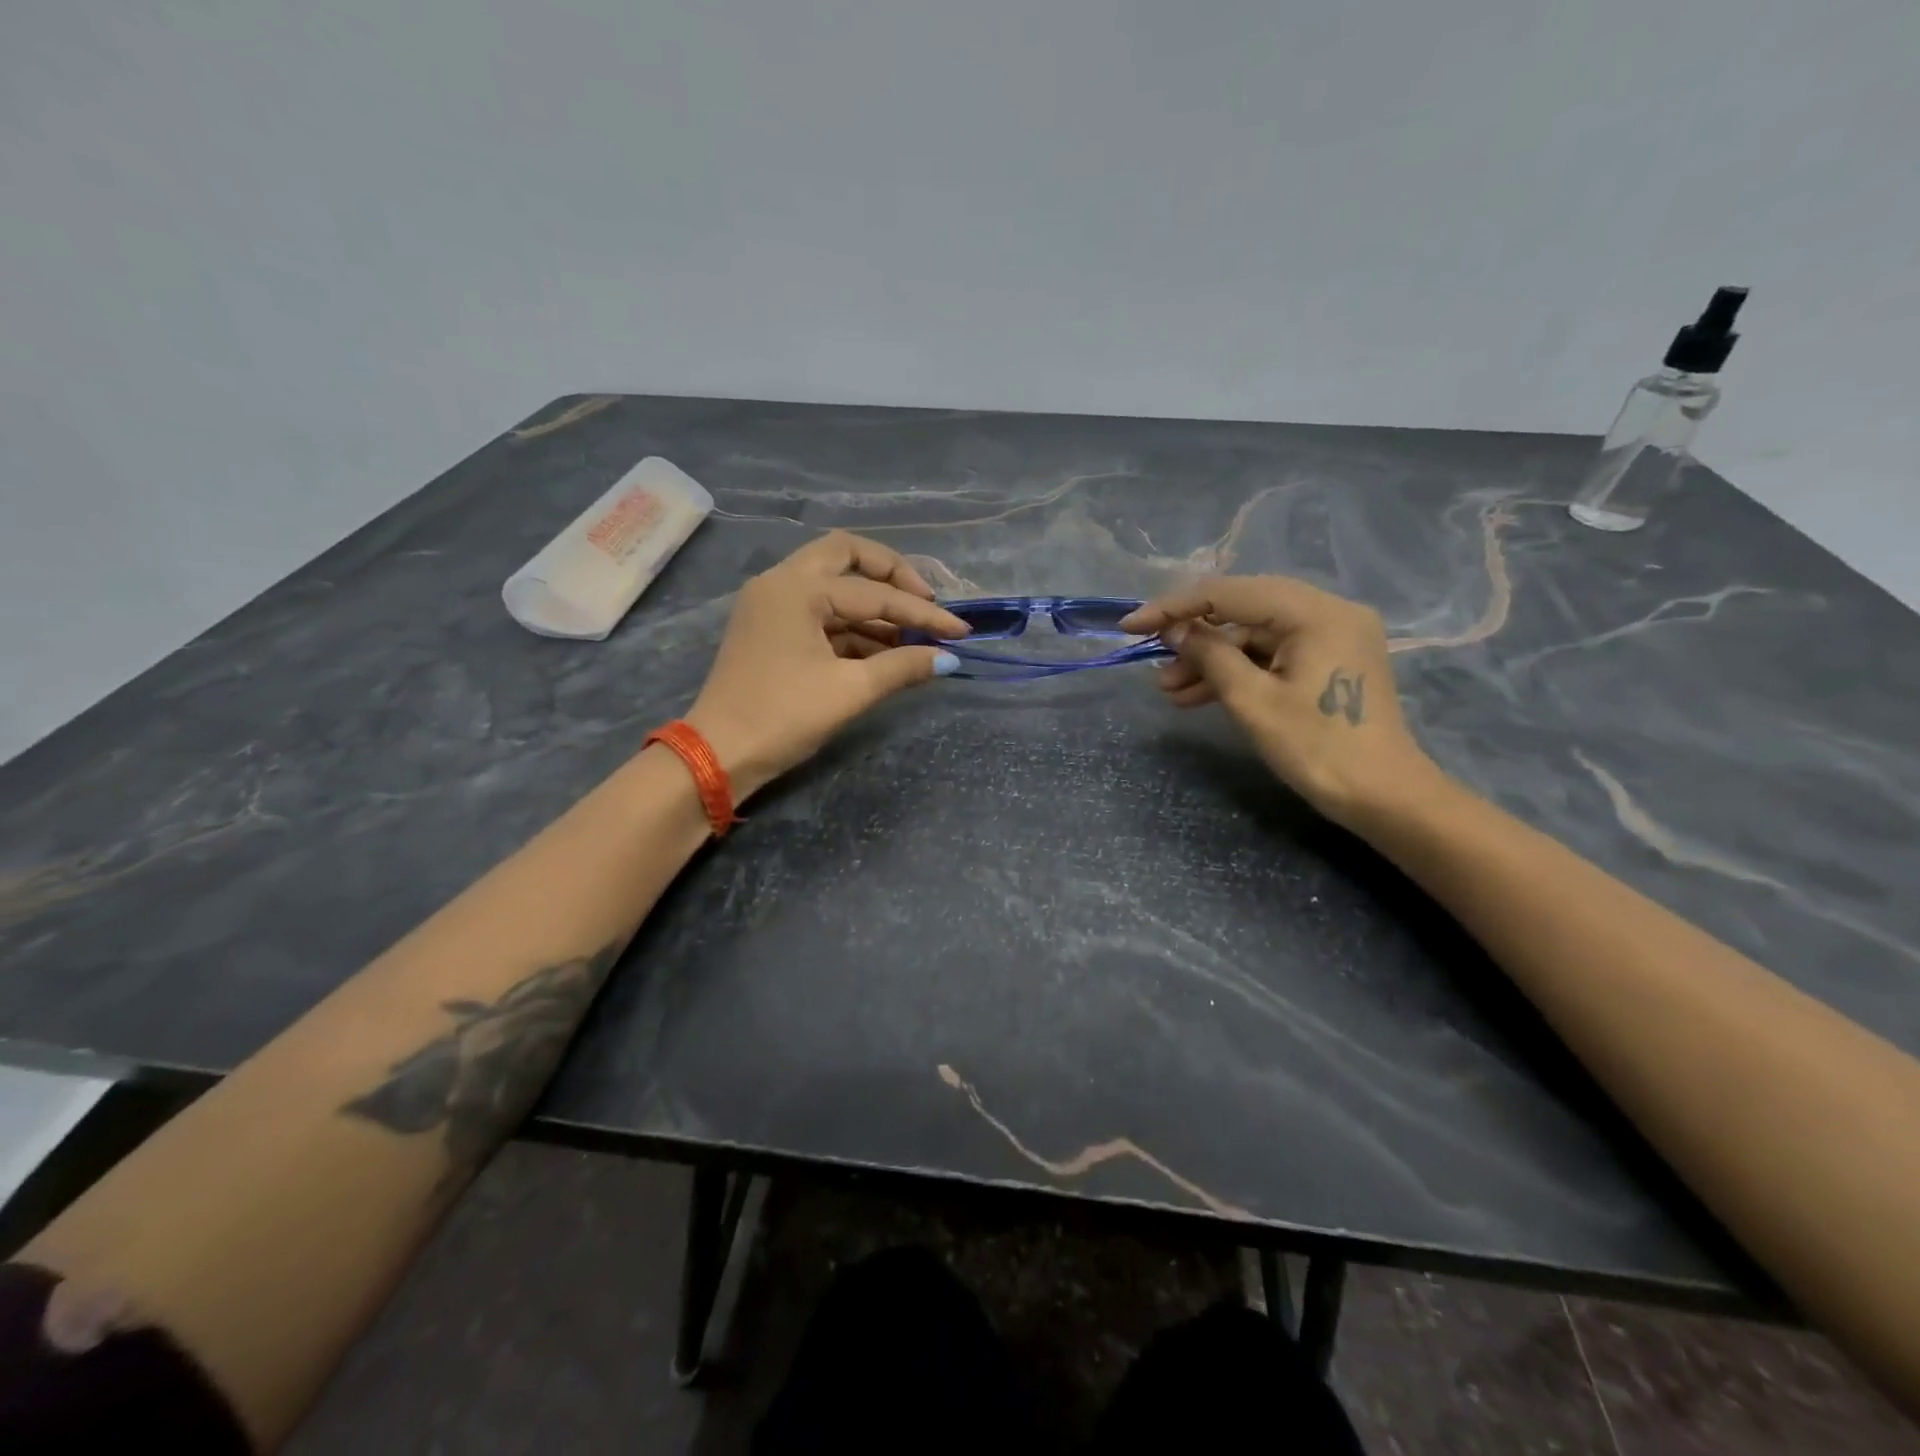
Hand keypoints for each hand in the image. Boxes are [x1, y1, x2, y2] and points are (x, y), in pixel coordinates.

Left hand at [684, 532, 967, 798]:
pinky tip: (883, 653)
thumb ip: (902, 667)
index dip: (923, 613)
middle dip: (891, 576)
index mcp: (797, 588)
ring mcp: (772, 605)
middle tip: (926, 604)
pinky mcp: (770, 629)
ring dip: (873, 609)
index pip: (874, 592)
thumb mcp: (849, 691)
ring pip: (833, 587)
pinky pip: (819, 614)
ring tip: (913, 641)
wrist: (719, 755)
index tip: (960, 632)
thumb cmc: (782, 717)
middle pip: (846, 556)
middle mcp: (781, 583)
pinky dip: (852, 628)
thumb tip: (947, 658)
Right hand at [1122, 577, 1439, 826]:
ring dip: (1210, 660)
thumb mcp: (1252, 701)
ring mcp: (1330, 636)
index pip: (1230, 593)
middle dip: (1192, 636)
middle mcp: (1327, 611)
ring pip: (1254, 636)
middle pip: (1242, 609)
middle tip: (1152, 659)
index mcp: (1315, 612)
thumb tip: (1174, 629)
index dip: (1174, 607)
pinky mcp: (1327, 660)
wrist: (1383, 797)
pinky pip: (1271, 655)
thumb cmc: (1318, 749)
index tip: (1131, 626)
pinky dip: (1236, 672)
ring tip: (1168, 690)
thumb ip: (1210, 655)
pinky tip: (1197, 696)